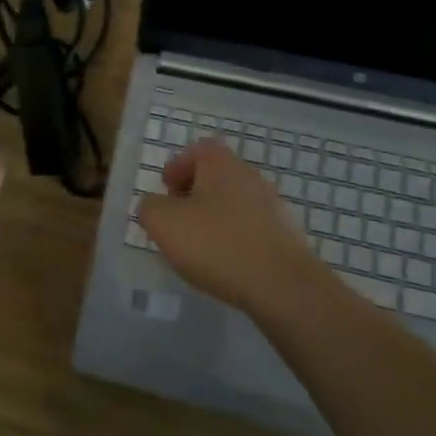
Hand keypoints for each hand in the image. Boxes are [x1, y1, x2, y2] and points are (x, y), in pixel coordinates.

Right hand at [140, 140, 317, 315]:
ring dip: (215, 218)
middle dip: (194, 194)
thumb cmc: (216, 244)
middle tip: (178, 220)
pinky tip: (227, 263)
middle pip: (216, 176)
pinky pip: (252, 228)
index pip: (197, 150)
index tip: (166, 191)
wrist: (282, 284)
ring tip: (200, 247)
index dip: (178, 168)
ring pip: (234, 202)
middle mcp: (249, 175)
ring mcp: (272, 204)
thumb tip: (154, 204)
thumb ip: (150, 207)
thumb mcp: (164, 224)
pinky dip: (236, 239)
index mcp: (221, 163)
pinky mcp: (286, 235)